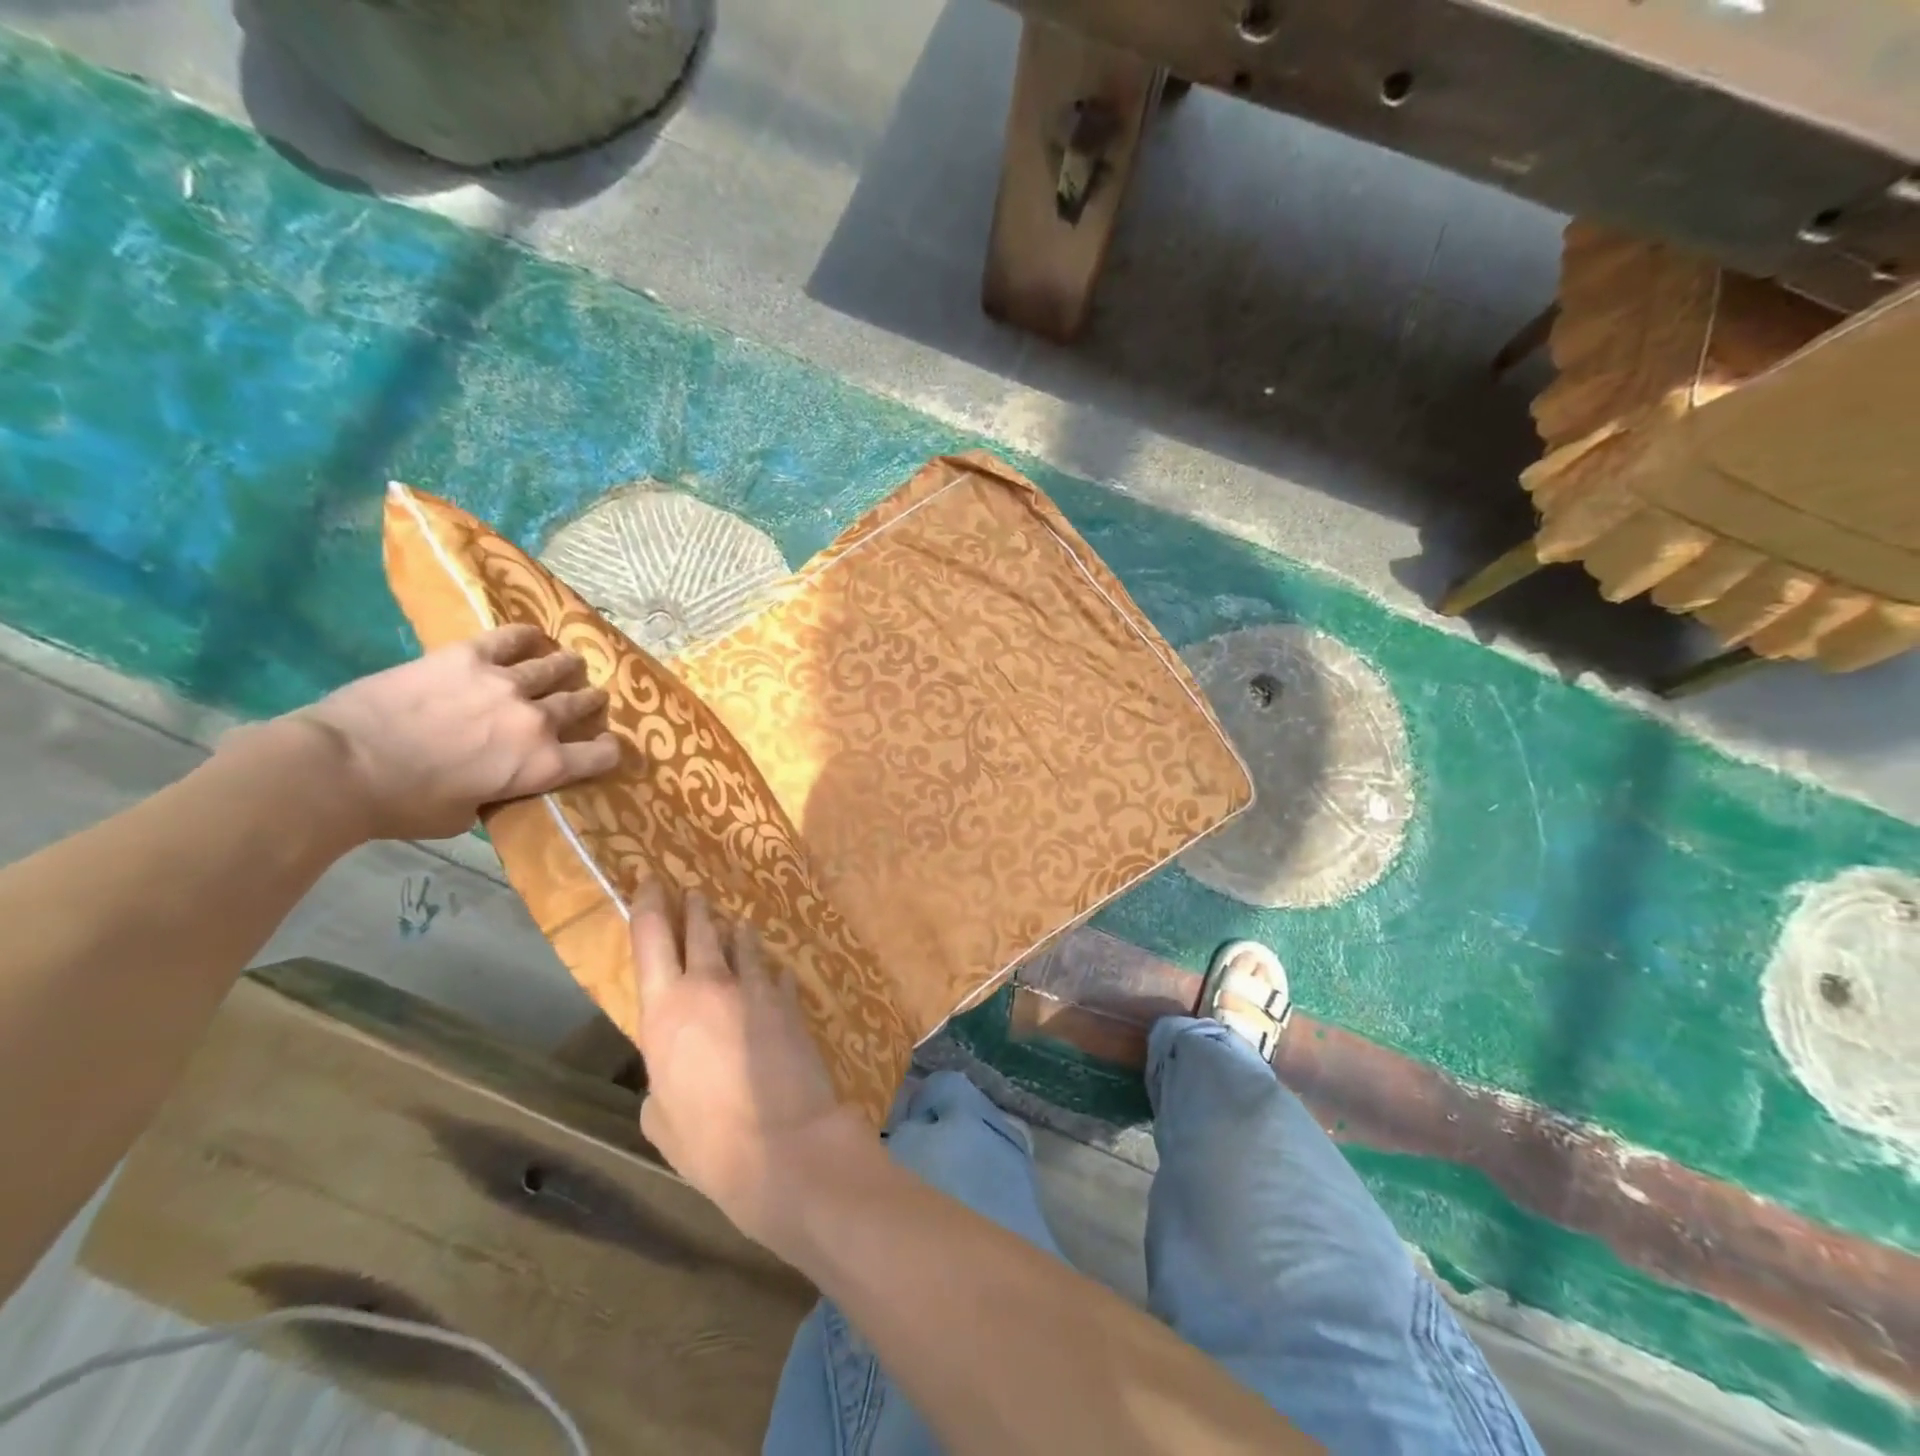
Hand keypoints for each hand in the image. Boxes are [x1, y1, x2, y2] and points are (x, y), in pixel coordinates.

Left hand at [270, 624, 621, 841]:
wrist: (342, 766)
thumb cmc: (404, 806)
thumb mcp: (467, 816)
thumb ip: (498, 792)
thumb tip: (499, 779)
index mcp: (542, 766)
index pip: (603, 755)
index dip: (609, 751)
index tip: (603, 749)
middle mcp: (538, 720)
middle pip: (583, 703)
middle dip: (590, 703)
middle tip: (587, 700)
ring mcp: (507, 683)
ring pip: (557, 666)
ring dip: (567, 668)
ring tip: (567, 665)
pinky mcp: (470, 656)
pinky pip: (513, 637)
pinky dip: (529, 637)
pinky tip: (534, 637)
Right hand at [629, 880, 868, 1246]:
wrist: (783, 1142)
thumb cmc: (707, 1140)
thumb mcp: (659, 1116)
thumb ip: (661, 1077)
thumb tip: (674, 1069)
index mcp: (665, 1010)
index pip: (651, 938)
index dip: (649, 904)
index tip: (651, 881)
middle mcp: (709, 985)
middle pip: (701, 929)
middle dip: (696, 908)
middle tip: (693, 893)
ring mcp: (755, 989)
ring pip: (742, 944)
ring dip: (736, 933)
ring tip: (735, 925)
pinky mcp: (789, 1001)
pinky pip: (774, 974)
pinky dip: (767, 972)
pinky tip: (770, 976)